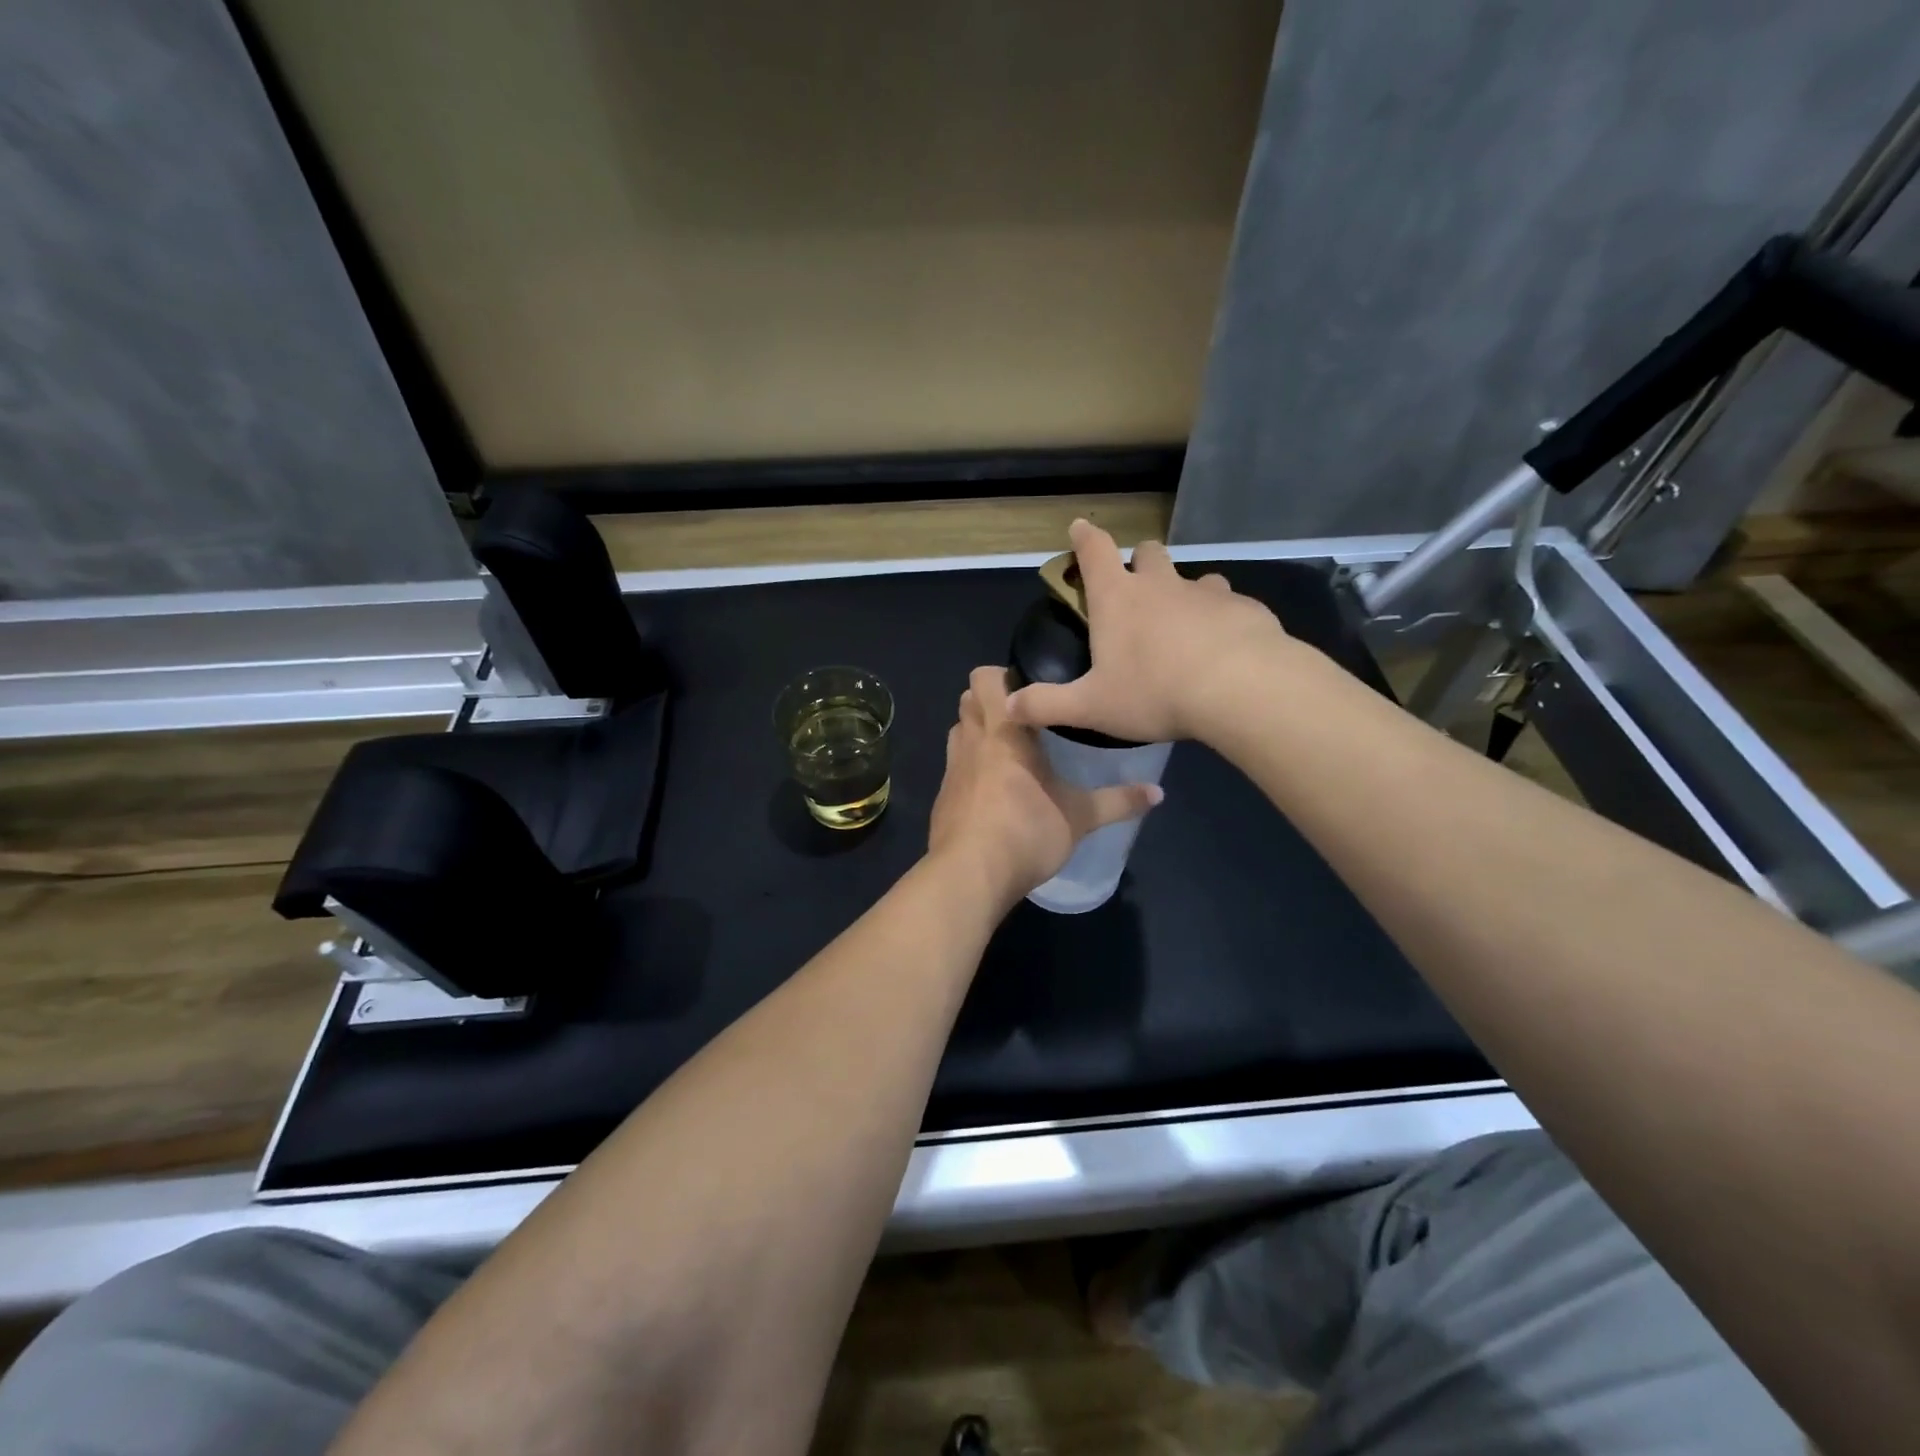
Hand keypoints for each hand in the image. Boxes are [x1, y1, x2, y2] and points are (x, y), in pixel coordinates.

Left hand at [928, 666, 1161, 907]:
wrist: (970, 875)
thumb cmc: (1026, 831)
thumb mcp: (1080, 817)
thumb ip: (1118, 801)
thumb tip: (1158, 793)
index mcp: (1003, 731)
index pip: (985, 679)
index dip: (1003, 676)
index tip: (1032, 691)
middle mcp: (971, 741)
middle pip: (967, 700)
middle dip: (989, 702)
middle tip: (1023, 718)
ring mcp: (951, 770)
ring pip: (958, 732)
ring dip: (977, 733)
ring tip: (1008, 751)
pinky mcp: (942, 798)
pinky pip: (954, 767)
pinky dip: (969, 769)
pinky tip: (991, 792)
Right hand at [1005, 519, 1292, 743]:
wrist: (1240, 689)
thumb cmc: (1154, 692)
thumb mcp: (1091, 707)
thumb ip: (1047, 705)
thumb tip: (1007, 706)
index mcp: (1118, 599)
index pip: (1095, 551)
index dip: (1084, 537)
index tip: (1079, 527)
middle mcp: (1162, 585)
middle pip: (1149, 553)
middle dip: (1139, 562)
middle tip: (1136, 588)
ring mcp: (1207, 593)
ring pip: (1194, 577)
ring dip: (1185, 592)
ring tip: (1185, 625)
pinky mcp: (1246, 608)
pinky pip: (1230, 605)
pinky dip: (1222, 619)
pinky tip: (1224, 648)